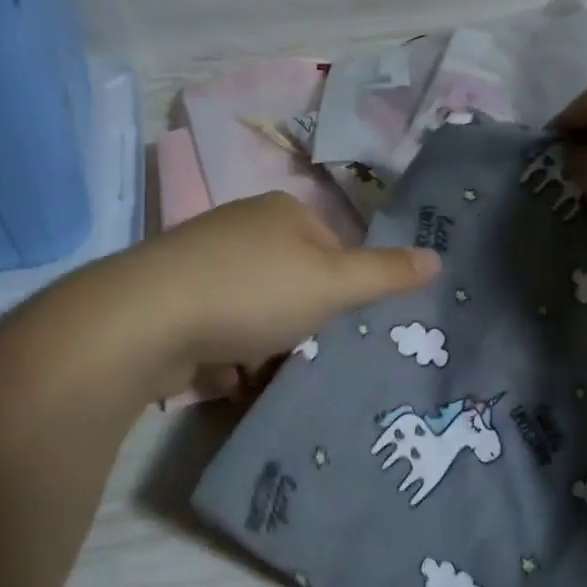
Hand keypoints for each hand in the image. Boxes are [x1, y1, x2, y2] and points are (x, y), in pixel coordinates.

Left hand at [122, 192, 439, 395]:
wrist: (149, 319)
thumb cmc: (254, 291)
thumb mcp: (333, 283)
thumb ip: (386, 273)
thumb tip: (437, 256)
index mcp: (282, 211)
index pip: (334, 248)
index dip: (343, 290)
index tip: (341, 327)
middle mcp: (242, 226)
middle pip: (294, 279)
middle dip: (303, 320)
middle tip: (307, 353)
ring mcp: (204, 259)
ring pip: (257, 306)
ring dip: (267, 341)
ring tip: (268, 371)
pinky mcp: (175, 296)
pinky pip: (220, 325)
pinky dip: (231, 351)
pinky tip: (231, 375)